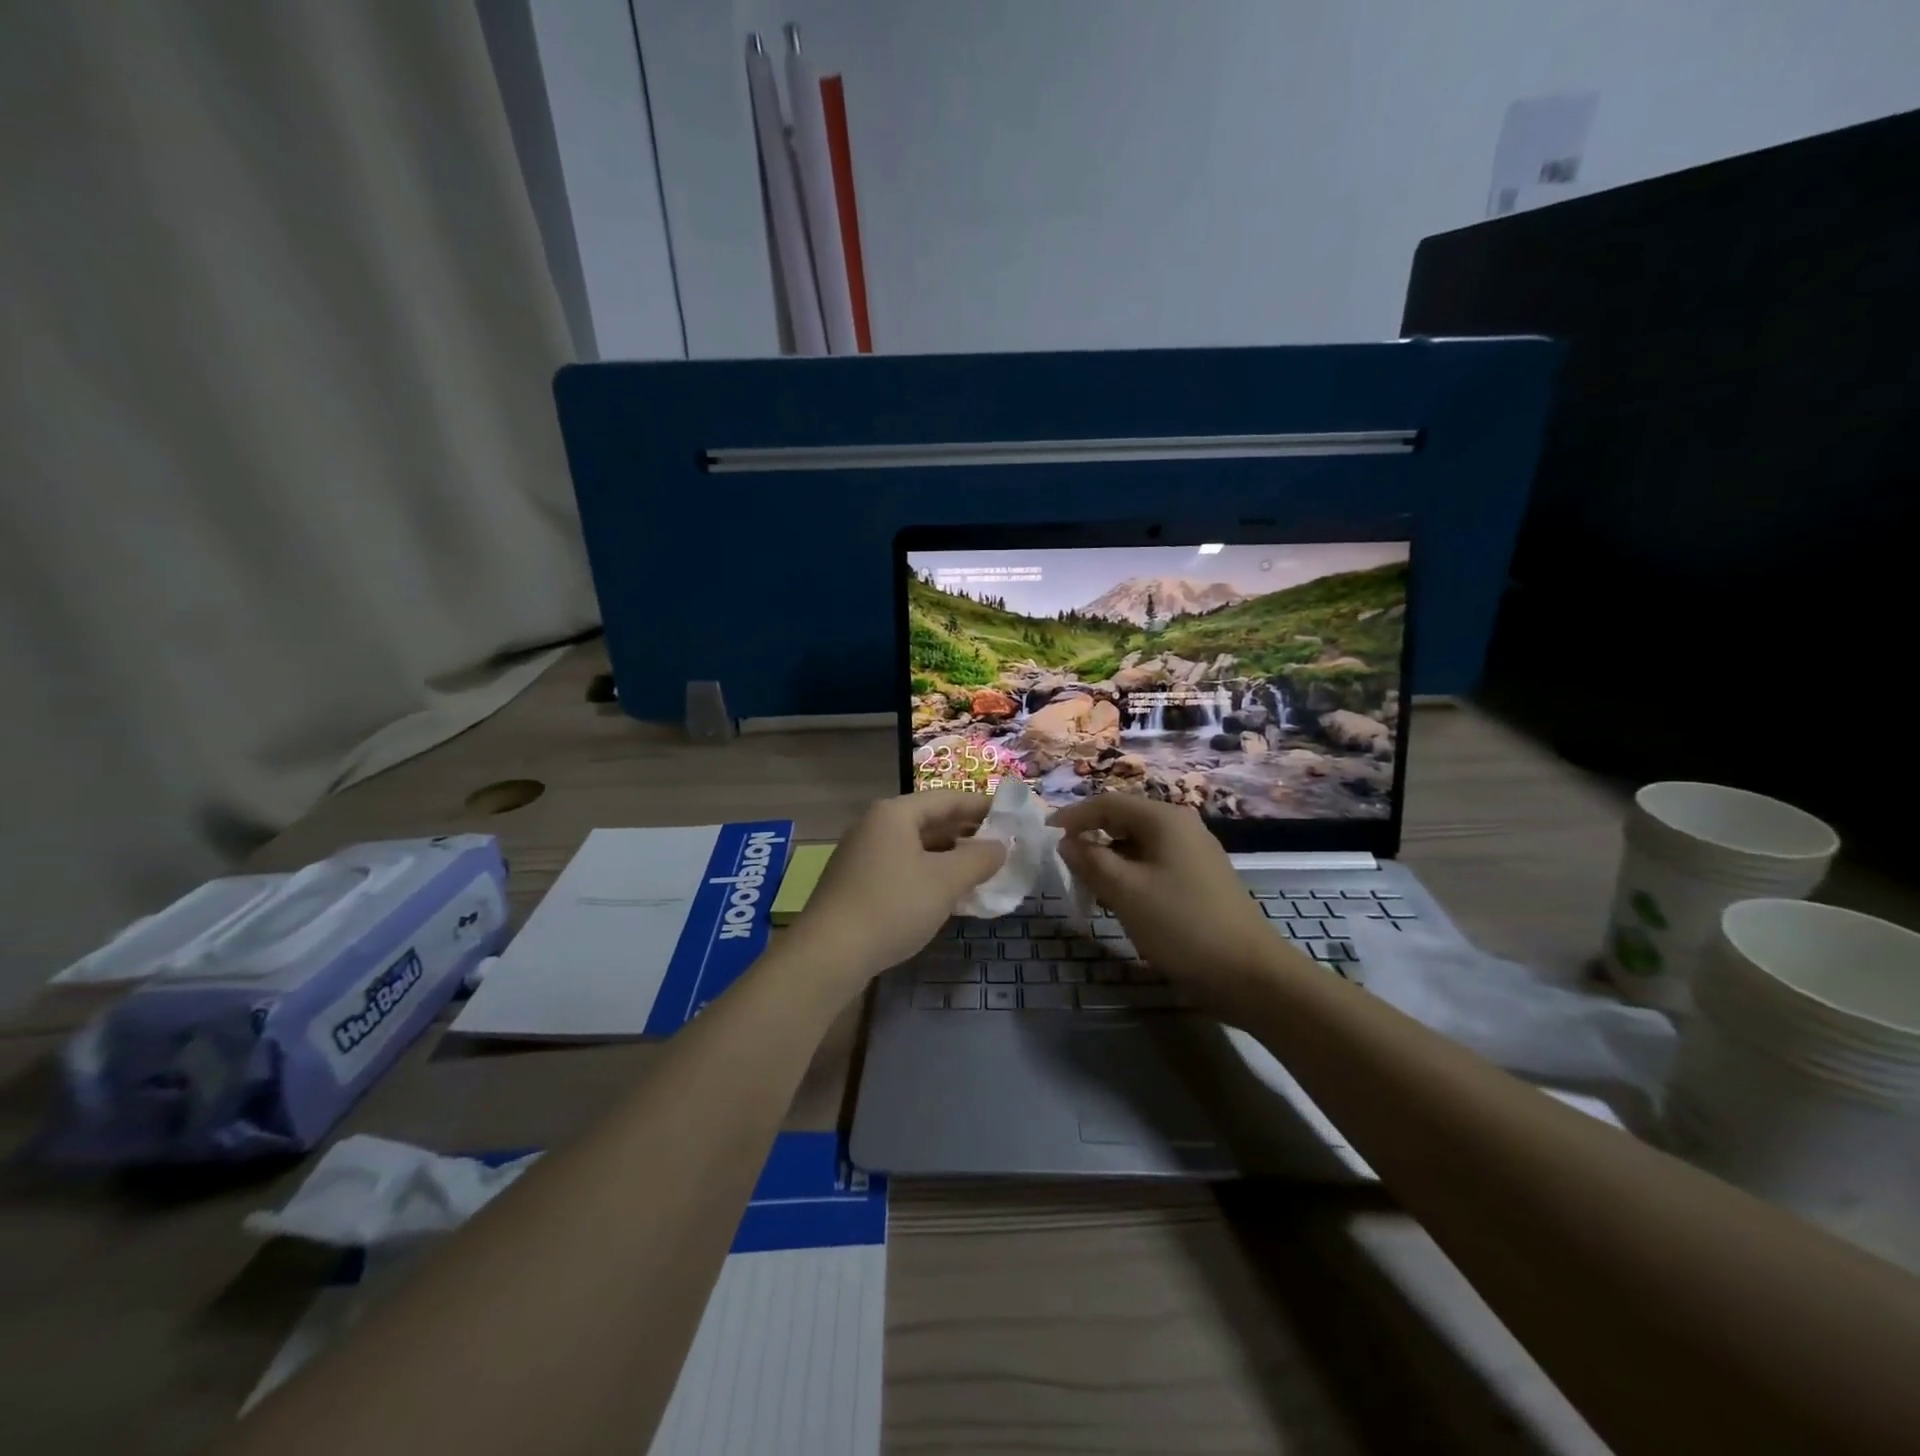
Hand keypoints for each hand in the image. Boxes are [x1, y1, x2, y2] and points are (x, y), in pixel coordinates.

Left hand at [789, 792, 1005, 987]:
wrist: (829, 954)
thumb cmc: (893, 906)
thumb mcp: (945, 881)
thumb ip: (979, 859)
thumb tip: (1001, 846)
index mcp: (895, 813)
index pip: (948, 798)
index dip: (983, 807)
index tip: (1013, 817)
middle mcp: (875, 825)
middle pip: (930, 820)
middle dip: (967, 834)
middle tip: (1002, 847)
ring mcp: (862, 854)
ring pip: (916, 846)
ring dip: (949, 856)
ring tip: (981, 871)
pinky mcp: (856, 882)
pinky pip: (902, 867)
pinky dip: (928, 873)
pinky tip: (946, 894)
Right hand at [1050, 795, 1297, 1008]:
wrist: (1250, 974)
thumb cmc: (1182, 924)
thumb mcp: (1125, 891)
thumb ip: (1090, 861)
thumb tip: (1066, 842)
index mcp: (1164, 819)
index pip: (1107, 803)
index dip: (1073, 817)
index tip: (1045, 837)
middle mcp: (1181, 826)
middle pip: (1123, 822)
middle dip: (1091, 841)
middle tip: (1065, 869)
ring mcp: (1194, 853)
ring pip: (1138, 846)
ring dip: (1109, 862)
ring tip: (1089, 890)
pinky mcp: (1200, 880)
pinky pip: (1154, 865)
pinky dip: (1130, 877)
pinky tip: (1120, 903)